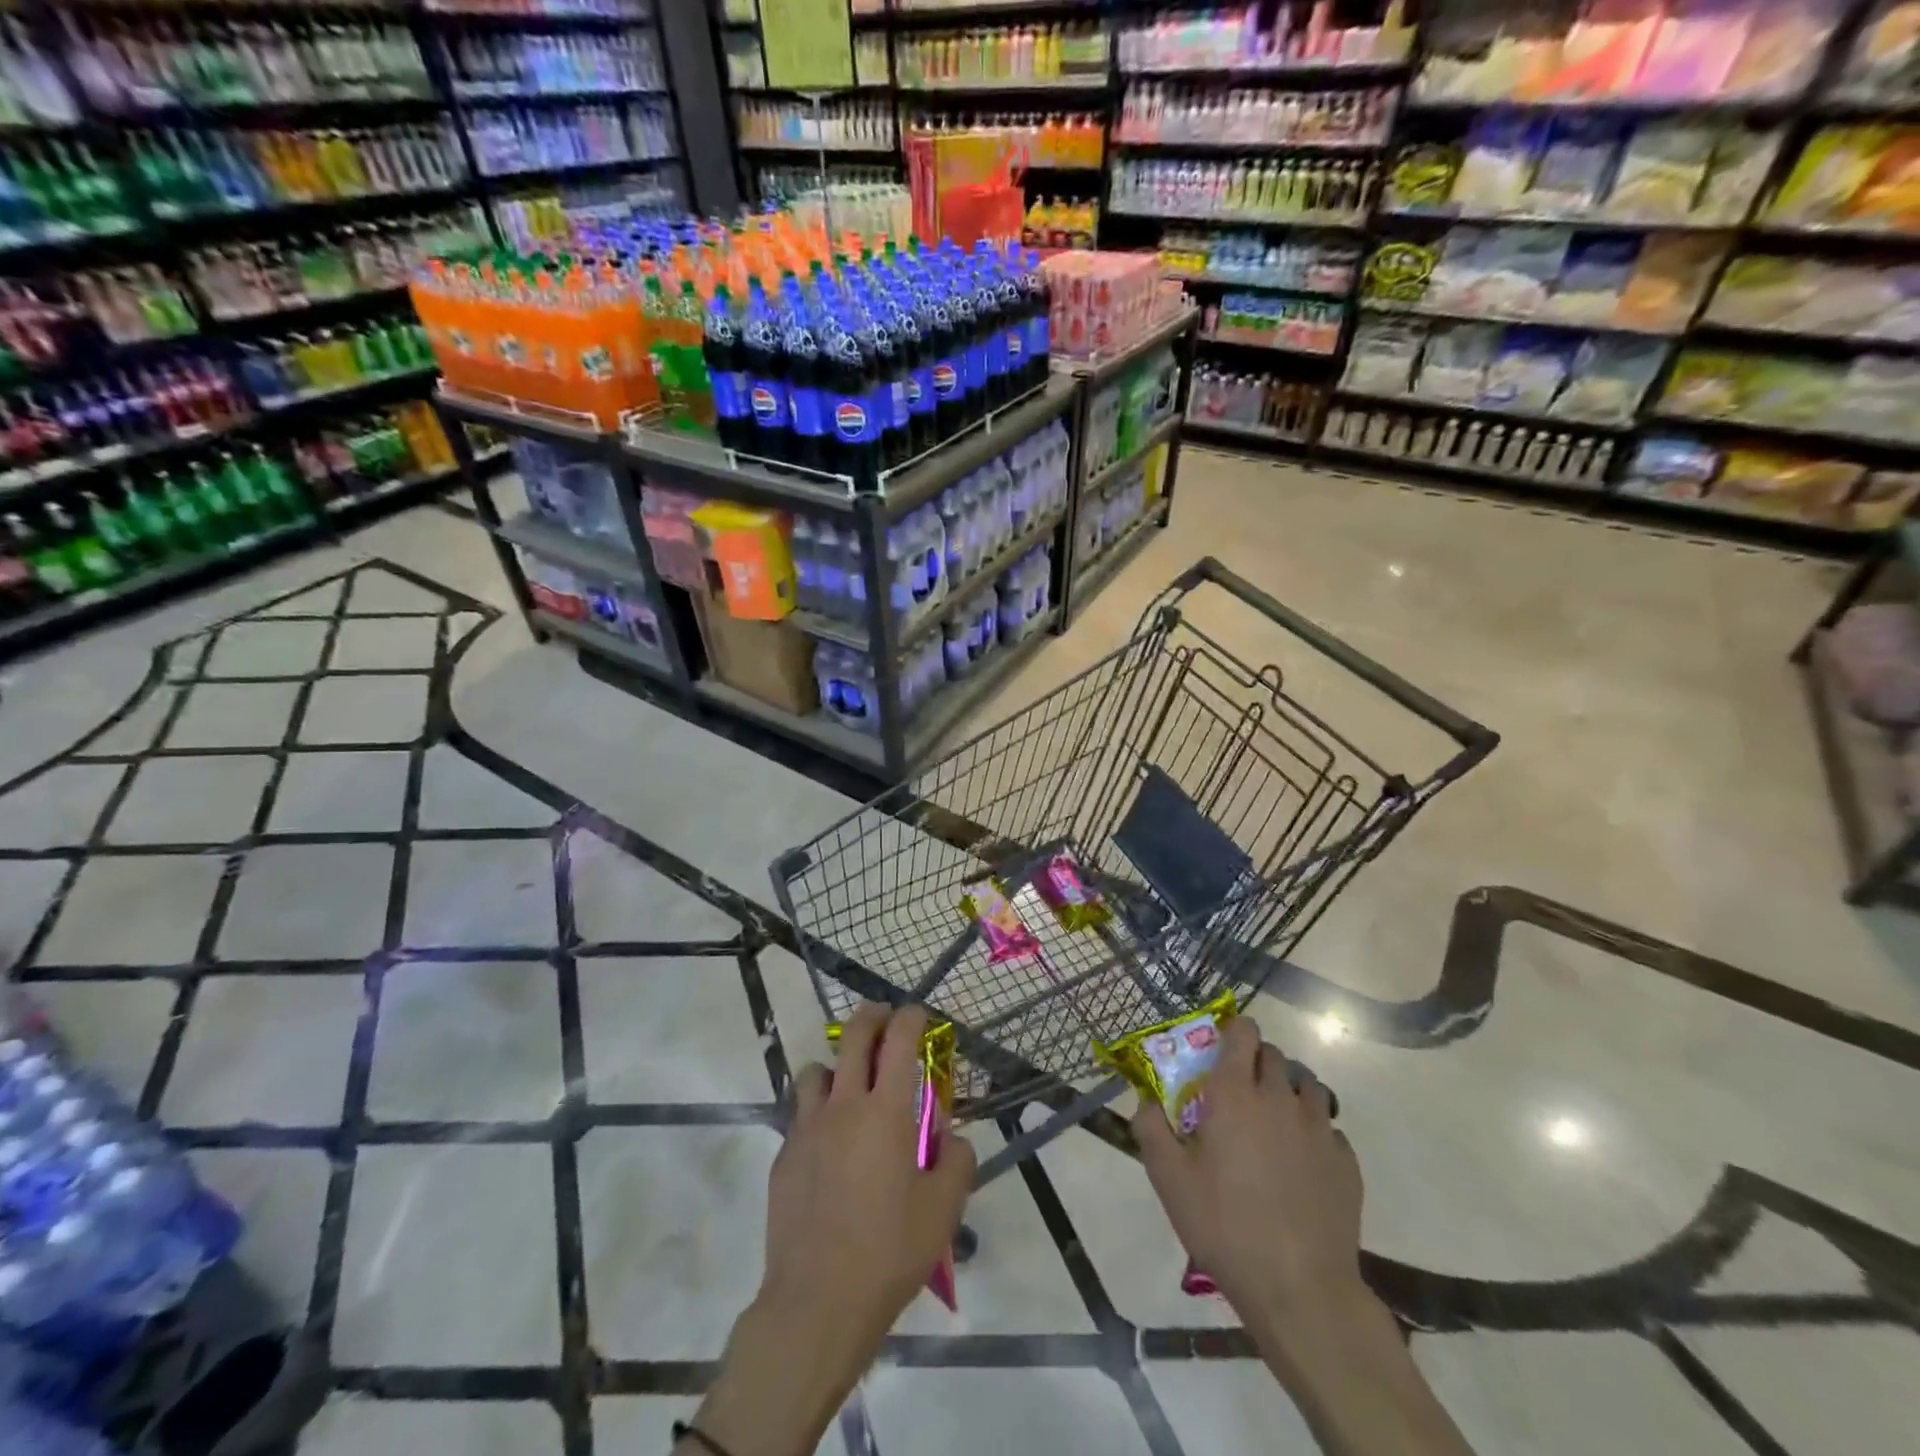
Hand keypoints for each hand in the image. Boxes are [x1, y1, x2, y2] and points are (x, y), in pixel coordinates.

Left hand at [688, 1004, 975, 1455]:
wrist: (817, 1301)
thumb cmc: (889, 1251)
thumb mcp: (944, 1210)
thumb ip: (956, 1161)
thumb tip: (950, 1139)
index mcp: (886, 1111)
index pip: (899, 1040)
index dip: (910, 1016)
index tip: (918, 1014)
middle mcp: (844, 1106)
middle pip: (853, 1037)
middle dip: (872, 1017)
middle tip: (884, 1018)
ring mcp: (807, 1128)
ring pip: (817, 1070)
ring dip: (836, 1065)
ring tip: (850, 1085)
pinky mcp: (784, 1155)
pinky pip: (801, 1114)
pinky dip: (818, 1111)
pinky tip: (830, 1145)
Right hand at [1133, 1016, 1367, 1342]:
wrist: (1300, 1288)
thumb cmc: (1224, 1224)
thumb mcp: (1168, 1178)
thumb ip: (1150, 1127)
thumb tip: (1145, 1099)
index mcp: (1234, 1093)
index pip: (1242, 1032)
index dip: (1232, 1031)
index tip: (1219, 1050)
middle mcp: (1279, 1098)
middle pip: (1274, 1055)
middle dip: (1256, 1062)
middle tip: (1238, 1094)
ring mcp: (1319, 1128)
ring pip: (1307, 1086)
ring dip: (1288, 1091)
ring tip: (1273, 1122)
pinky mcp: (1346, 1162)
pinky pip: (1329, 1129)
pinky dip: (1314, 1133)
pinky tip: (1301, 1163)